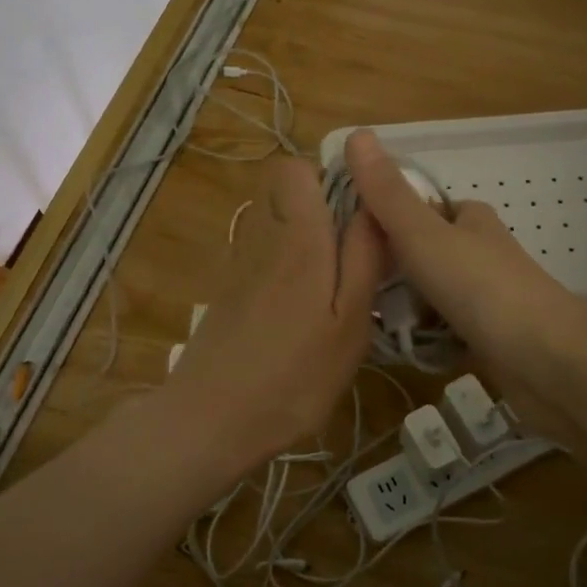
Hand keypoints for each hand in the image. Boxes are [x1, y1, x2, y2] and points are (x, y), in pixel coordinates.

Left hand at [165, 156, 384, 475]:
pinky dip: (281, 267)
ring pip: (270, 225)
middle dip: (318, 207)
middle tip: (350, 252)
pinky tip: (296, 313)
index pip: (295, 168)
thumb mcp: (349, 321)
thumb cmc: (294, 376)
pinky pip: (258, 257)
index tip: (359, 211)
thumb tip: (374, 203)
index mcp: (297, 237)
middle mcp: (261, 239)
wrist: (211, 419)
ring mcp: (237, 267)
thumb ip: (363, 257)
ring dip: (301, 238)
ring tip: (329, 286)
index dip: (328, 176)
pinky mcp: (225, 294)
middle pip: (282, 193)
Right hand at [343, 130, 586, 441]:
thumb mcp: (424, 236)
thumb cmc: (483, 290)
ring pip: (429, 294)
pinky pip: (441, 330)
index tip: (347, 241)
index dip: (382, 219)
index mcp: (470, 220)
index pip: (418, 208)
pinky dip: (421, 338)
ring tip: (366, 320)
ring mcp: (486, 297)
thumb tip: (356, 133)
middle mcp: (480, 253)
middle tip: (353, 286)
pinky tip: (398, 348)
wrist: (547, 363)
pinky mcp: (487, 337)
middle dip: (388, 270)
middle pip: (420, 254)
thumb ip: (387, 194)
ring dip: (402, 307)